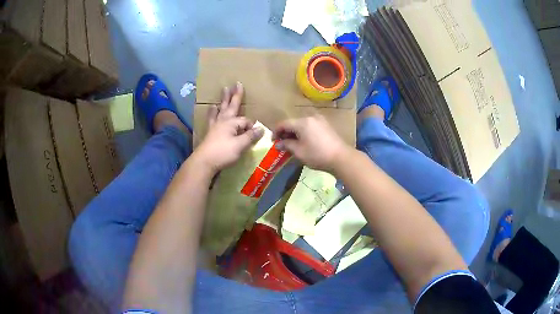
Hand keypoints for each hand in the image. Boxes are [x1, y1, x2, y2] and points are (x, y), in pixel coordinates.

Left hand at [192, 82, 263, 173]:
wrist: (204, 162)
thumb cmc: (223, 152)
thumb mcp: (240, 145)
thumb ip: (250, 136)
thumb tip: (261, 128)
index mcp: (231, 123)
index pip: (245, 121)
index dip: (251, 127)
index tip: (255, 136)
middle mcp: (223, 121)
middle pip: (231, 106)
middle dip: (235, 95)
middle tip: (237, 83)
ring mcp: (215, 126)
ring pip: (221, 109)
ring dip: (224, 100)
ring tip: (224, 90)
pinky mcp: (210, 132)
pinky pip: (212, 117)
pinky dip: (213, 112)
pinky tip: (212, 108)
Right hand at [273, 115, 351, 172]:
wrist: (341, 158)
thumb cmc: (317, 155)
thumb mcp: (299, 151)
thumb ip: (286, 145)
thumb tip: (278, 144)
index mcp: (302, 122)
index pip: (284, 123)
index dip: (276, 131)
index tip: (273, 141)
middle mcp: (310, 117)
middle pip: (293, 122)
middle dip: (285, 132)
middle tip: (281, 144)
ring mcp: (320, 120)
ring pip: (302, 124)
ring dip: (295, 133)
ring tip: (292, 144)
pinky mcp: (326, 125)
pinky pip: (310, 126)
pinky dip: (304, 132)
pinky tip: (303, 141)